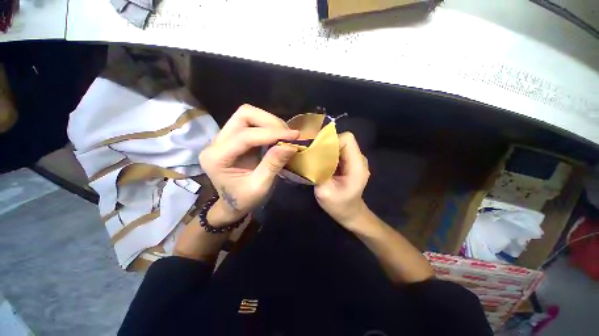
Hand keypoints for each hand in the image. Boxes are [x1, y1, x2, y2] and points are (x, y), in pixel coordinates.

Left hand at [199, 104, 298, 225]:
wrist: (232, 204)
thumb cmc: (243, 200)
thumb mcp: (260, 187)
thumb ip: (273, 165)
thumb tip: (290, 145)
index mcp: (217, 157)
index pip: (245, 135)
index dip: (272, 133)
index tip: (294, 136)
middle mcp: (216, 142)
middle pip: (244, 115)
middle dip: (269, 122)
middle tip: (288, 135)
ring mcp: (224, 137)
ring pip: (248, 115)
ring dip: (269, 123)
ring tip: (285, 136)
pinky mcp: (234, 137)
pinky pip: (251, 123)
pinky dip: (268, 127)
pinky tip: (278, 136)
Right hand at [315, 132, 369, 228]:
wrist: (350, 213)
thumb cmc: (339, 206)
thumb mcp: (324, 191)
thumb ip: (318, 172)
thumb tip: (309, 155)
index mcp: (357, 165)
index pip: (347, 139)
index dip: (331, 141)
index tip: (318, 150)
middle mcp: (359, 159)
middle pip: (343, 140)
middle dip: (327, 145)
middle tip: (313, 155)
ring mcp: (355, 160)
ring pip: (340, 145)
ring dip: (327, 149)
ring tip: (317, 160)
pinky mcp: (350, 162)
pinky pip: (339, 151)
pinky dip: (329, 154)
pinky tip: (322, 163)